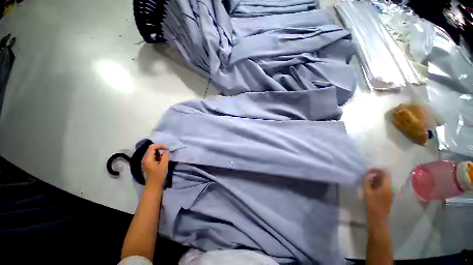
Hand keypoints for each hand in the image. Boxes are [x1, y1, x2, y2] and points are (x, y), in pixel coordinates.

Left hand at [141, 144, 169, 185]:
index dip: (160, 145)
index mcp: (147, 159)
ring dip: (159, 152)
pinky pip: (152, 156)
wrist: (153, 185)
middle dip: (159, 148)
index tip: (167, 148)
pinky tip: (161, 159)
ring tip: (165, 155)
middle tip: (167, 151)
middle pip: (151, 149)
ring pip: (151, 152)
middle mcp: (144, 159)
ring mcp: (145, 162)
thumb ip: (165, 156)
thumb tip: (166, 151)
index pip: (152, 147)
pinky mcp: (147, 164)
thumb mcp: (164, 165)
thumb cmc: (159, 175)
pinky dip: (157, 155)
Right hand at [363, 168, 393, 226]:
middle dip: (375, 175)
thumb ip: (366, 182)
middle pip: (384, 178)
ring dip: (375, 180)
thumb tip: (367, 174)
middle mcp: (390, 189)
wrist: (378, 220)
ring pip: (383, 183)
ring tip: (365, 181)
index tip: (368, 170)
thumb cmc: (372, 206)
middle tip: (365, 176)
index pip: (385, 173)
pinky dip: (376, 185)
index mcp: (387, 187)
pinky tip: (369, 187)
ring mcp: (389, 193)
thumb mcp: (367, 193)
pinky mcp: (387, 197)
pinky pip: (382, 187)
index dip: (376, 170)